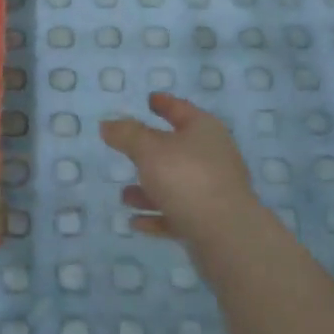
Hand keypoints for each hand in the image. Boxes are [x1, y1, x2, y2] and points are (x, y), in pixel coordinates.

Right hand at [99, 92, 256, 247]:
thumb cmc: (186, 178)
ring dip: (149, 189)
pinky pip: (177, 213)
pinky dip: (157, 215)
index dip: (164, 103)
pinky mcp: (210, 221)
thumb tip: (108, 124)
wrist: (225, 234)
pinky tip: (136, 221)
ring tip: (124, 196)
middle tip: (127, 149)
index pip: (180, 109)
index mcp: (204, 130)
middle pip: (177, 148)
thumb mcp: (148, 149)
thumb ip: (126, 135)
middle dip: (150, 152)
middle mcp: (212, 156)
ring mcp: (213, 191)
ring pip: (175, 184)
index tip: (150, 99)